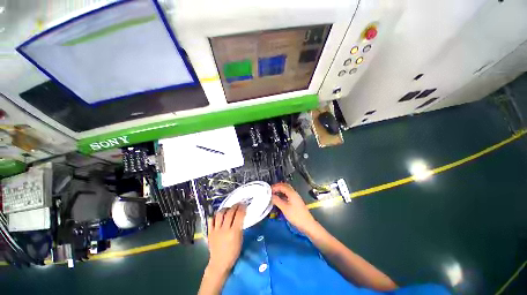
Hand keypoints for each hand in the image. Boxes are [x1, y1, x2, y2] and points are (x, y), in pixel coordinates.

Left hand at [206, 204, 245, 274]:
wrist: (219, 263)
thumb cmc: (233, 252)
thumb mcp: (240, 239)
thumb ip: (240, 227)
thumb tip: (240, 216)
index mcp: (234, 232)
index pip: (239, 215)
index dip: (242, 208)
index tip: (244, 205)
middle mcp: (224, 229)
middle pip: (230, 212)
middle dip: (235, 206)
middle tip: (238, 204)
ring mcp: (216, 230)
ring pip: (220, 214)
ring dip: (225, 209)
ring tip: (228, 208)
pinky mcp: (210, 232)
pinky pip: (211, 220)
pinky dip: (215, 216)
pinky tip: (218, 215)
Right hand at [271, 183, 318, 233]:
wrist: (307, 224)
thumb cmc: (296, 216)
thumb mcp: (285, 208)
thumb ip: (277, 201)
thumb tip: (270, 196)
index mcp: (292, 193)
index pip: (282, 186)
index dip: (275, 187)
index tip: (268, 190)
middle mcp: (294, 193)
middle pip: (285, 186)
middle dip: (277, 187)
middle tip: (270, 190)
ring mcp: (295, 197)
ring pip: (287, 191)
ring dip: (280, 190)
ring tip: (273, 194)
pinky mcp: (296, 202)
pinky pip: (288, 195)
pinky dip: (282, 195)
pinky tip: (279, 199)